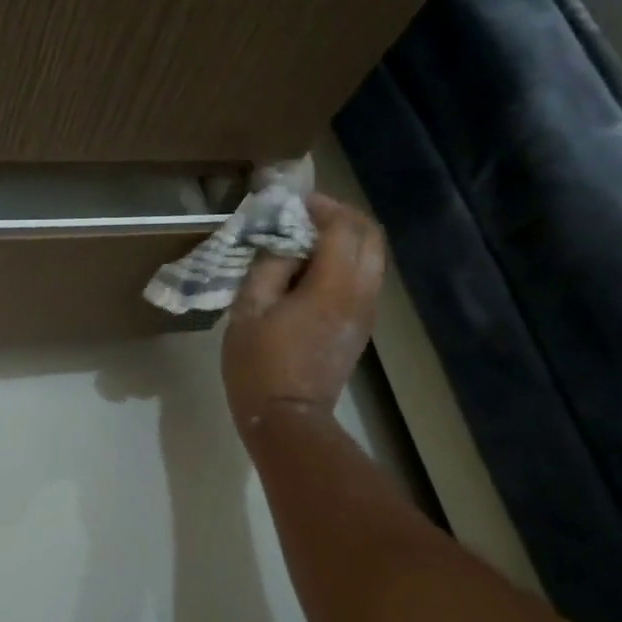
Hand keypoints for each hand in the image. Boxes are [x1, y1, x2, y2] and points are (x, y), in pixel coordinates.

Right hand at [223, 194, 386, 435]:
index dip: (320, 206)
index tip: (292, 202)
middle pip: (370, 236)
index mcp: (333, 286)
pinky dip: (345, 262)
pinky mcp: (359, 327)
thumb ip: (268, 266)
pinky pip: (363, 279)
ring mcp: (364, 313)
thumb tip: (283, 241)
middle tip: (306, 215)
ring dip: (345, 239)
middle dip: (341, 216)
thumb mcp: (249, 311)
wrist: (287, 420)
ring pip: (372, 258)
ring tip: (307, 240)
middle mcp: (360, 293)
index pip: (342, 227)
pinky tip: (311, 271)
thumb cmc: (259, 366)